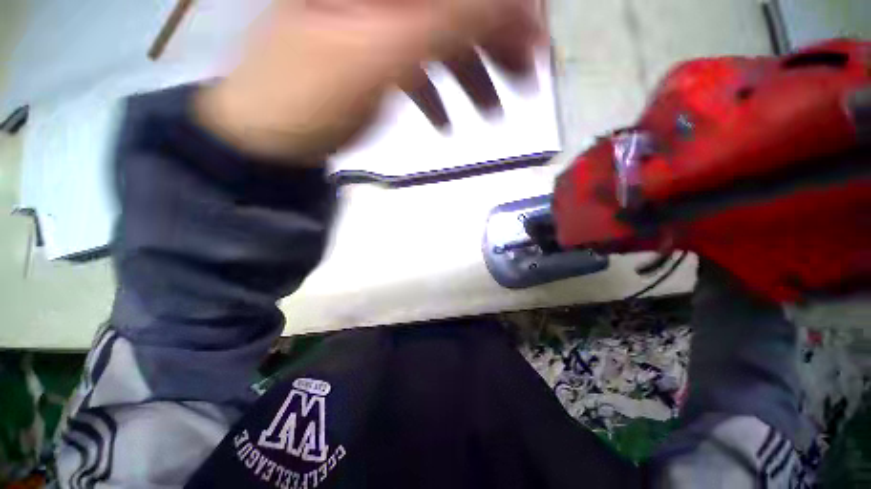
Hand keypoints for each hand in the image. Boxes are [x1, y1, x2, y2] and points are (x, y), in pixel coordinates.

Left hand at [195, 0, 544, 163]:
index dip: (503, 8)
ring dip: (473, 77)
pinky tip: (447, 126)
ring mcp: (376, 29)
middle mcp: (379, 1)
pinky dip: (438, 97)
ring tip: (493, 114)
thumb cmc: (311, 99)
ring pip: (440, 42)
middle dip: (495, 43)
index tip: (535, 37)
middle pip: (454, 9)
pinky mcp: (373, 63)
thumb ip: (444, 22)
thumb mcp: (379, 57)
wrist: (268, 142)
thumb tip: (509, 7)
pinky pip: (416, 72)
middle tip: (526, 80)